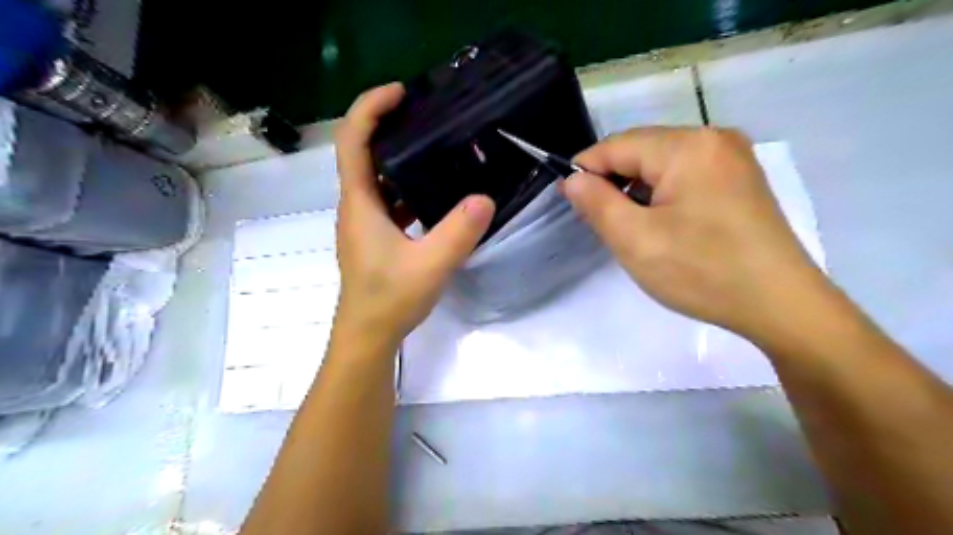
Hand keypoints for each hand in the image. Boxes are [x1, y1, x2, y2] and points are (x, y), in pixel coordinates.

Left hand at [333, 84, 494, 342]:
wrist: (369, 336)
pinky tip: (435, 192)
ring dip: (399, 157)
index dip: (370, 108)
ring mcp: (365, 223)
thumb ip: (458, 232)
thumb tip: (486, 198)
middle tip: (425, 113)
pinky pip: (389, 200)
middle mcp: (357, 206)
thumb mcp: (430, 265)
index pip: (352, 141)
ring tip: (434, 145)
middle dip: (388, 125)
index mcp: (360, 203)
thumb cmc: (389, 299)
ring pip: (377, 178)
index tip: (401, 92)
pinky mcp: (376, 237)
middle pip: (363, 152)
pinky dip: (406, 187)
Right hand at [561, 128, 831, 341]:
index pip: (616, 145)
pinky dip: (662, 192)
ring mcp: (732, 156)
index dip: (585, 170)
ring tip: (630, 225)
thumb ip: (597, 203)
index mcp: (687, 146)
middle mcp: (713, 138)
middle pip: (641, 149)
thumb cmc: (702, 272)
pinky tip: (661, 221)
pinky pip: (685, 173)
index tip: (568, 199)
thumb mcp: (635, 240)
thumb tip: (573, 179)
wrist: (780, 305)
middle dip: (613, 180)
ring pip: (662, 162)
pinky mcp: (740, 177)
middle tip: (601, 221)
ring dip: (637, 188)